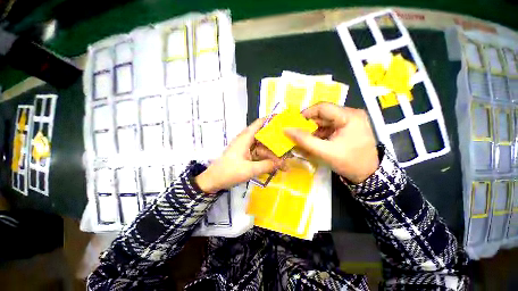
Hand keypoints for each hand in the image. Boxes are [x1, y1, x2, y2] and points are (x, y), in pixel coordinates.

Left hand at [195, 118, 282, 193]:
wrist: (213, 181)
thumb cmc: (229, 172)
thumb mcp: (249, 170)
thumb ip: (267, 165)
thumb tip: (282, 163)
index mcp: (245, 138)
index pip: (259, 123)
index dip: (271, 120)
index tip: (283, 121)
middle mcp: (246, 140)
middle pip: (264, 137)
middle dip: (276, 143)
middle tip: (289, 148)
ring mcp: (246, 148)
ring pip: (263, 147)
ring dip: (272, 155)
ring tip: (284, 163)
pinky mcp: (246, 156)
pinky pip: (259, 155)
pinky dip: (266, 159)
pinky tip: (275, 166)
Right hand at [284, 102, 378, 183]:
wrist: (369, 175)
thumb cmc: (349, 163)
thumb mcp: (325, 152)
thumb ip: (305, 140)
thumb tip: (286, 130)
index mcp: (349, 116)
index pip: (322, 107)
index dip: (306, 114)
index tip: (294, 124)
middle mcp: (351, 114)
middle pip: (323, 114)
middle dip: (309, 125)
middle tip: (298, 135)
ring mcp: (350, 120)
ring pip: (325, 121)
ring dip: (314, 130)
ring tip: (306, 141)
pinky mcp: (348, 127)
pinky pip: (329, 127)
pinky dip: (320, 134)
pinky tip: (315, 142)